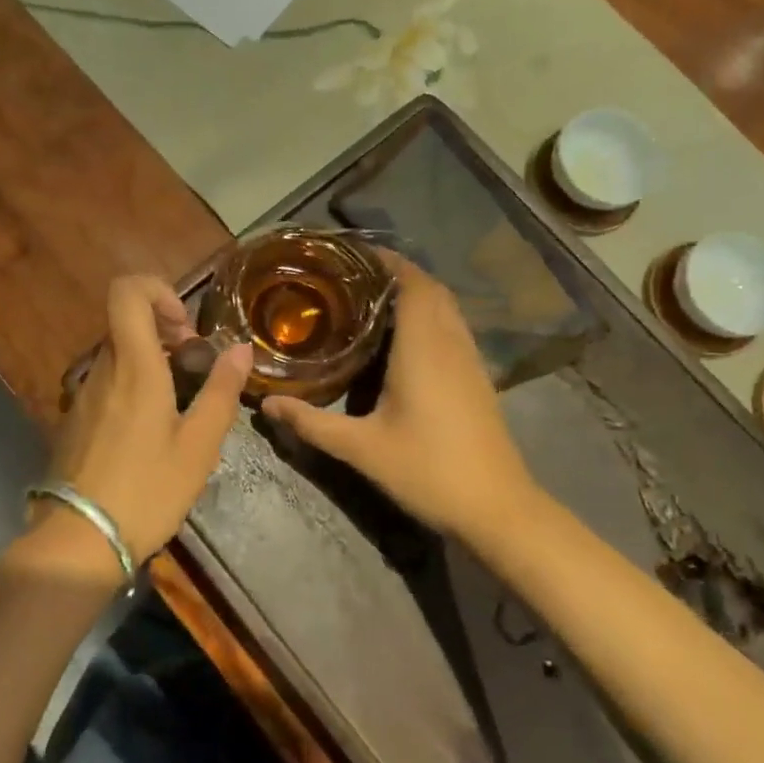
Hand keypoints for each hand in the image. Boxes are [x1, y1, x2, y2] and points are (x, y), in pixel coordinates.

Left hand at [39, 275, 253, 568]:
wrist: (79, 540)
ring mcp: (83, 393)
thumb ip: (222, 391)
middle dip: (165, 331)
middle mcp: (102, 368)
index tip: (186, 329)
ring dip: (151, 360)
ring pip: (118, 353)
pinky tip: (150, 429)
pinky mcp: (75, 418)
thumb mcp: (199, 445)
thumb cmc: (148, 490)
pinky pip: (107, 381)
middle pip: (126, 322)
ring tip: (179, 402)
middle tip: (194, 367)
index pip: (126, 291)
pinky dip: (133, 384)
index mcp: (134, 366)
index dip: (158, 291)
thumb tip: (241, 347)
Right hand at [262, 255, 532, 541]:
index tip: (353, 254)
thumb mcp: (361, 448)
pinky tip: (405, 340)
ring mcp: (470, 360)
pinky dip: (430, 316)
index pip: (412, 282)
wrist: (497, 508)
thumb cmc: (428, 470)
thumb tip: (266, 404)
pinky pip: (453, 328)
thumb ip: (312, 423)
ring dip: (416, 293)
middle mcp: (451, 343)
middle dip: (397, 273)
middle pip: (431, 288)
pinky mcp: (478, 378)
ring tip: (373, 299)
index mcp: (424, 347)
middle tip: (353, 277)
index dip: (388, 260)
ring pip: (446, 307)